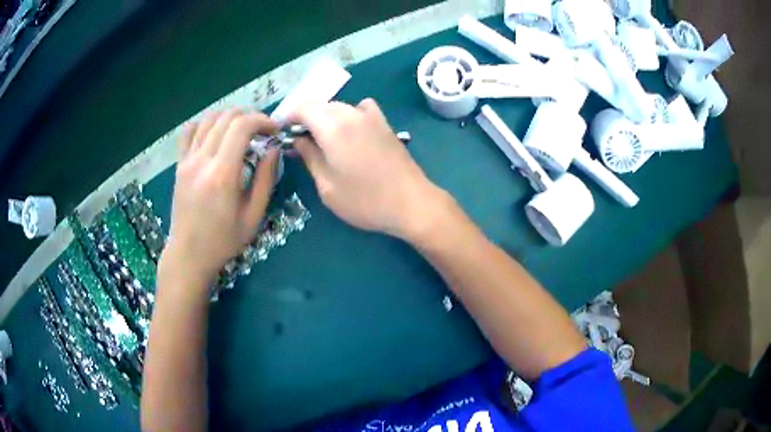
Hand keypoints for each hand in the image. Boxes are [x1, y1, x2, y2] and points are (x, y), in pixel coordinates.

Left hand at [161, 109, 279, 284]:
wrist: (189, 254)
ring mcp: (187, 160)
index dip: (262, 120)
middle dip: (249, 116)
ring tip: (241, 131)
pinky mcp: (179, 164)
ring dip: (229, 117)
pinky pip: (189, 131)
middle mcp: (202, 160)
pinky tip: (215, 133)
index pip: (242, 126)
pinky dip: (205, 123)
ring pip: (208, 118)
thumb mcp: (253, 216)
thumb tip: (273, 148)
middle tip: (261, 131)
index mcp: (222, 174)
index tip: (274, 130)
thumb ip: (265, 179)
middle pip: (227, 117)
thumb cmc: (223, 240)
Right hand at [289, 99, 448, 240]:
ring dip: (325, 118)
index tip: (281, 132)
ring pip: (339, 107)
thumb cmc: (365, 200)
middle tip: (298, 141)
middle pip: (320, 105)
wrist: (411, 203)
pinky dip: (348, 116)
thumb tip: (297, 139)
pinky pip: (359, 109)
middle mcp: (351, 113)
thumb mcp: (327, 185)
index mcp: (333, 126)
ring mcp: (371, 116)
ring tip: (321, 141)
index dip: (288, 116)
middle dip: (305, 118)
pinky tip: (349, 133)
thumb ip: (309, 156)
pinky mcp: (385, 123)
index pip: (303, 108)